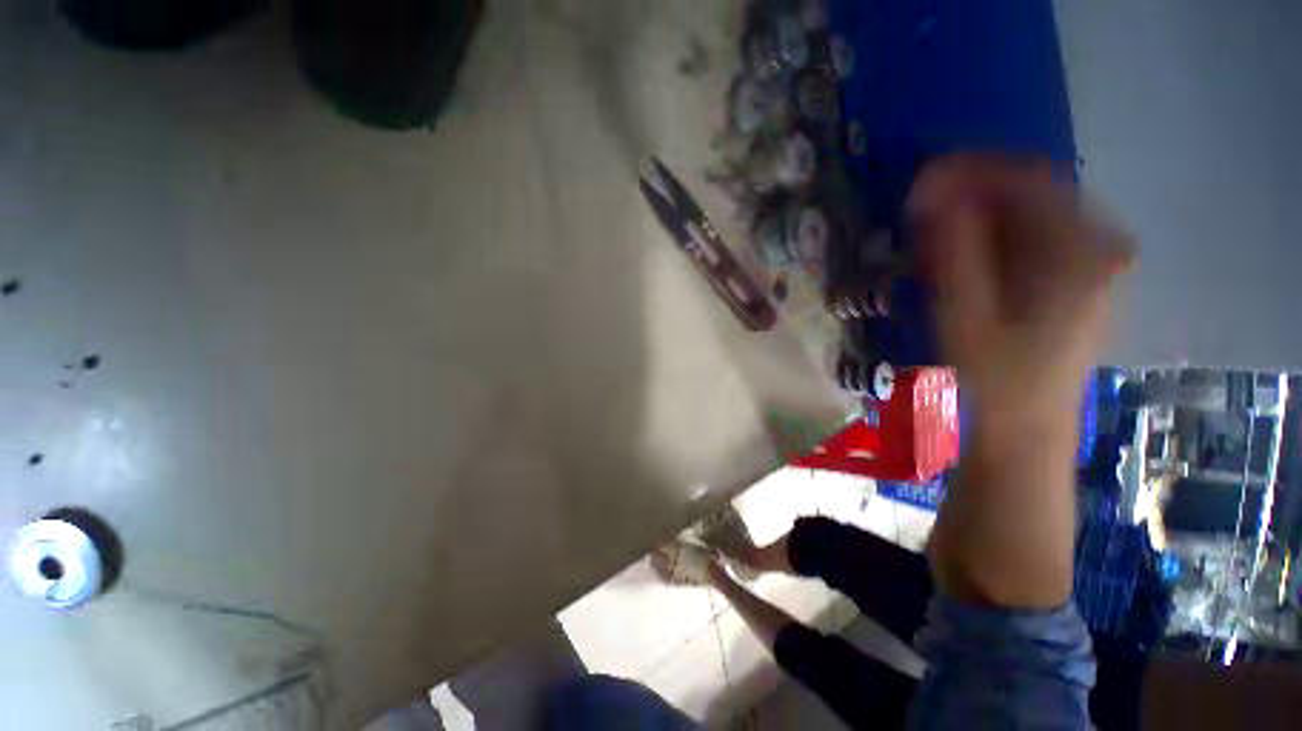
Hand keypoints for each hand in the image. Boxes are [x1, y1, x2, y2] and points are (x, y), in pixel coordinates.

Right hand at [909, 155, 1131, 431]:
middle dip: (971, 194)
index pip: (1029, 180)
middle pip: (1032, 193)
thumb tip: (935, 191)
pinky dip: (992, 237)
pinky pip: (1033, 238)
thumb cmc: (995, 377)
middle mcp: (1099, 246)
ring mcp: (1093, 262)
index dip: (971, 172)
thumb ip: (955, 249)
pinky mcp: (1077, 279)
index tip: (920, 182)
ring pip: (1030, 214)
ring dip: (978, 217)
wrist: (1025, 428)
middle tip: (920, 213)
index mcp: (1083, 251)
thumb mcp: (965, 313)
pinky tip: (960, 256)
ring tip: (932, 237)